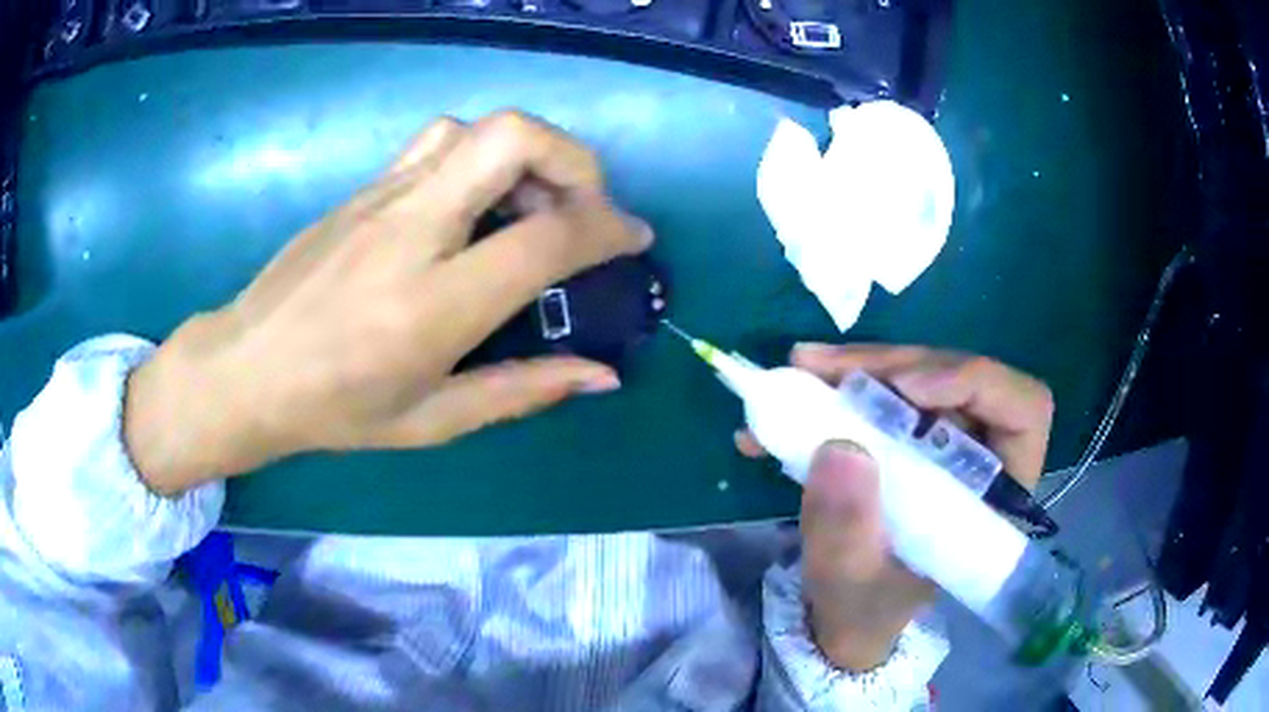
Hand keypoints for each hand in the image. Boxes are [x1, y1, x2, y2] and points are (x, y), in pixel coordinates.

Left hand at [125, 111, 653, 494]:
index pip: (546, 238)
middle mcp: (412, 231)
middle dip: (575, 161)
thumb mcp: (433, 421)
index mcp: (433, 305)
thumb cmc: (336, 409)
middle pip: (514, 138)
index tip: (633, 239)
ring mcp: (383, 197)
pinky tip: (473, 205)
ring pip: (478, 128)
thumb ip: (524, 391)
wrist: (247, 368)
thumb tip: (603, 375)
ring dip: (527, 154)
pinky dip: (481, 157)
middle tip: (583, 209)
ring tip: (530, 207)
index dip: (608, 228)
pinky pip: (439, 142)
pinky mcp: (365, 187)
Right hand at [736, 345, 1052, 669]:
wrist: (843, 614)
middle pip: (959, 378)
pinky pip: (884, 390)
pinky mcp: (908, 434)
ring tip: (801, 370)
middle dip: (892, 367)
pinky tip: (796, 388)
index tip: (908, 390)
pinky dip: (840, 384)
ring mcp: (943, 440)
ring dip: (860, 368)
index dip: (976, 383)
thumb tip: (840, 446)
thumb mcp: (849, 581)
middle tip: (823, 370)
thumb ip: (846, 530)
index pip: (1023, 410)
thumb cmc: (863, 607)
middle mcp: (979, 455)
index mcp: (994, 496)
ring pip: (919, 374)